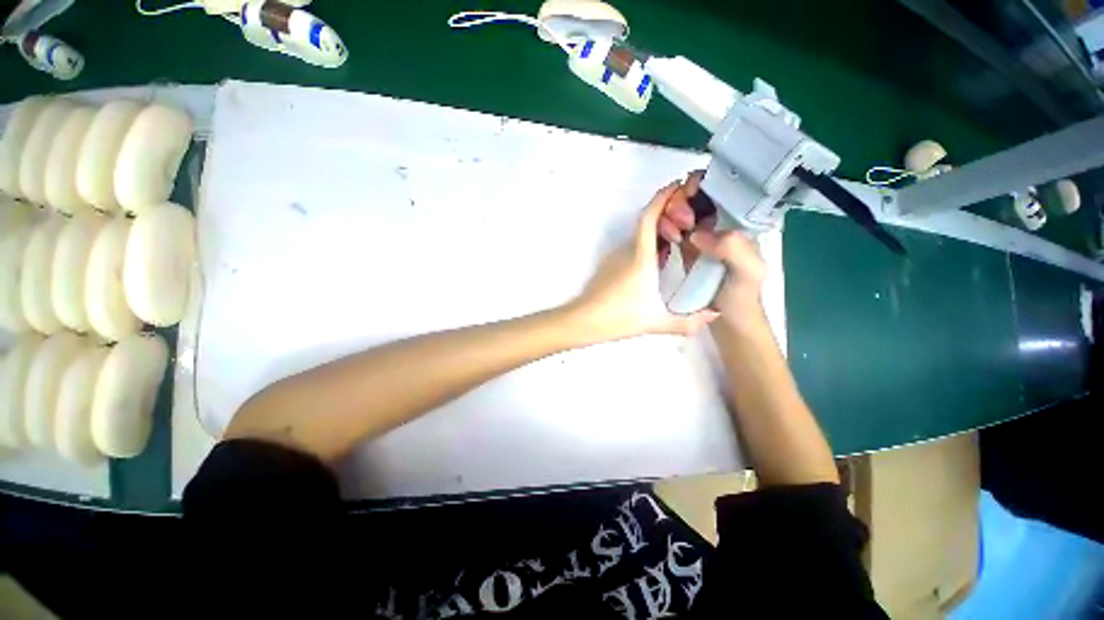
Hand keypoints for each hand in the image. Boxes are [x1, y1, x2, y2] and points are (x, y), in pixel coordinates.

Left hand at [569, 182, 719, 341]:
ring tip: (680, 236)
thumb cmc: (619, 317)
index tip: (677, 185)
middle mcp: (627, 251)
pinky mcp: (610, 265)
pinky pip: (633, 246)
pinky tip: (660, 259)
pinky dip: (648, 244)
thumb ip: (688, 323)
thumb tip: (715, 315)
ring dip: (659, 230)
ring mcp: (616, 257)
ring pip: (639, 235)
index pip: (649, 218)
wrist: (584, 320)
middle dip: (668, 214)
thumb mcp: (657, 322)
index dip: (662, 198)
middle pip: (647, 223)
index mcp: (640, 257)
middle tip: (691, 217)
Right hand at [659, 172, 767, 320]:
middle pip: (696, 196)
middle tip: (678, 224)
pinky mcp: (687, 248)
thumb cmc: (741, 297)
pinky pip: (672, 229)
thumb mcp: (749, 273)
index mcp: (737, 222)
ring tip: (670, 234)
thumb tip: (697, 234)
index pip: (720, 190)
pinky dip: (663, 227)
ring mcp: (702, 236)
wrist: (728, 320)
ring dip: (670, 214)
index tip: (688, 201)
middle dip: (681, 201)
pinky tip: (662, 236)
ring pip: (681, 210)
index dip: (701, 186)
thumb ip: (733, 249)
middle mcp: (720, 223)